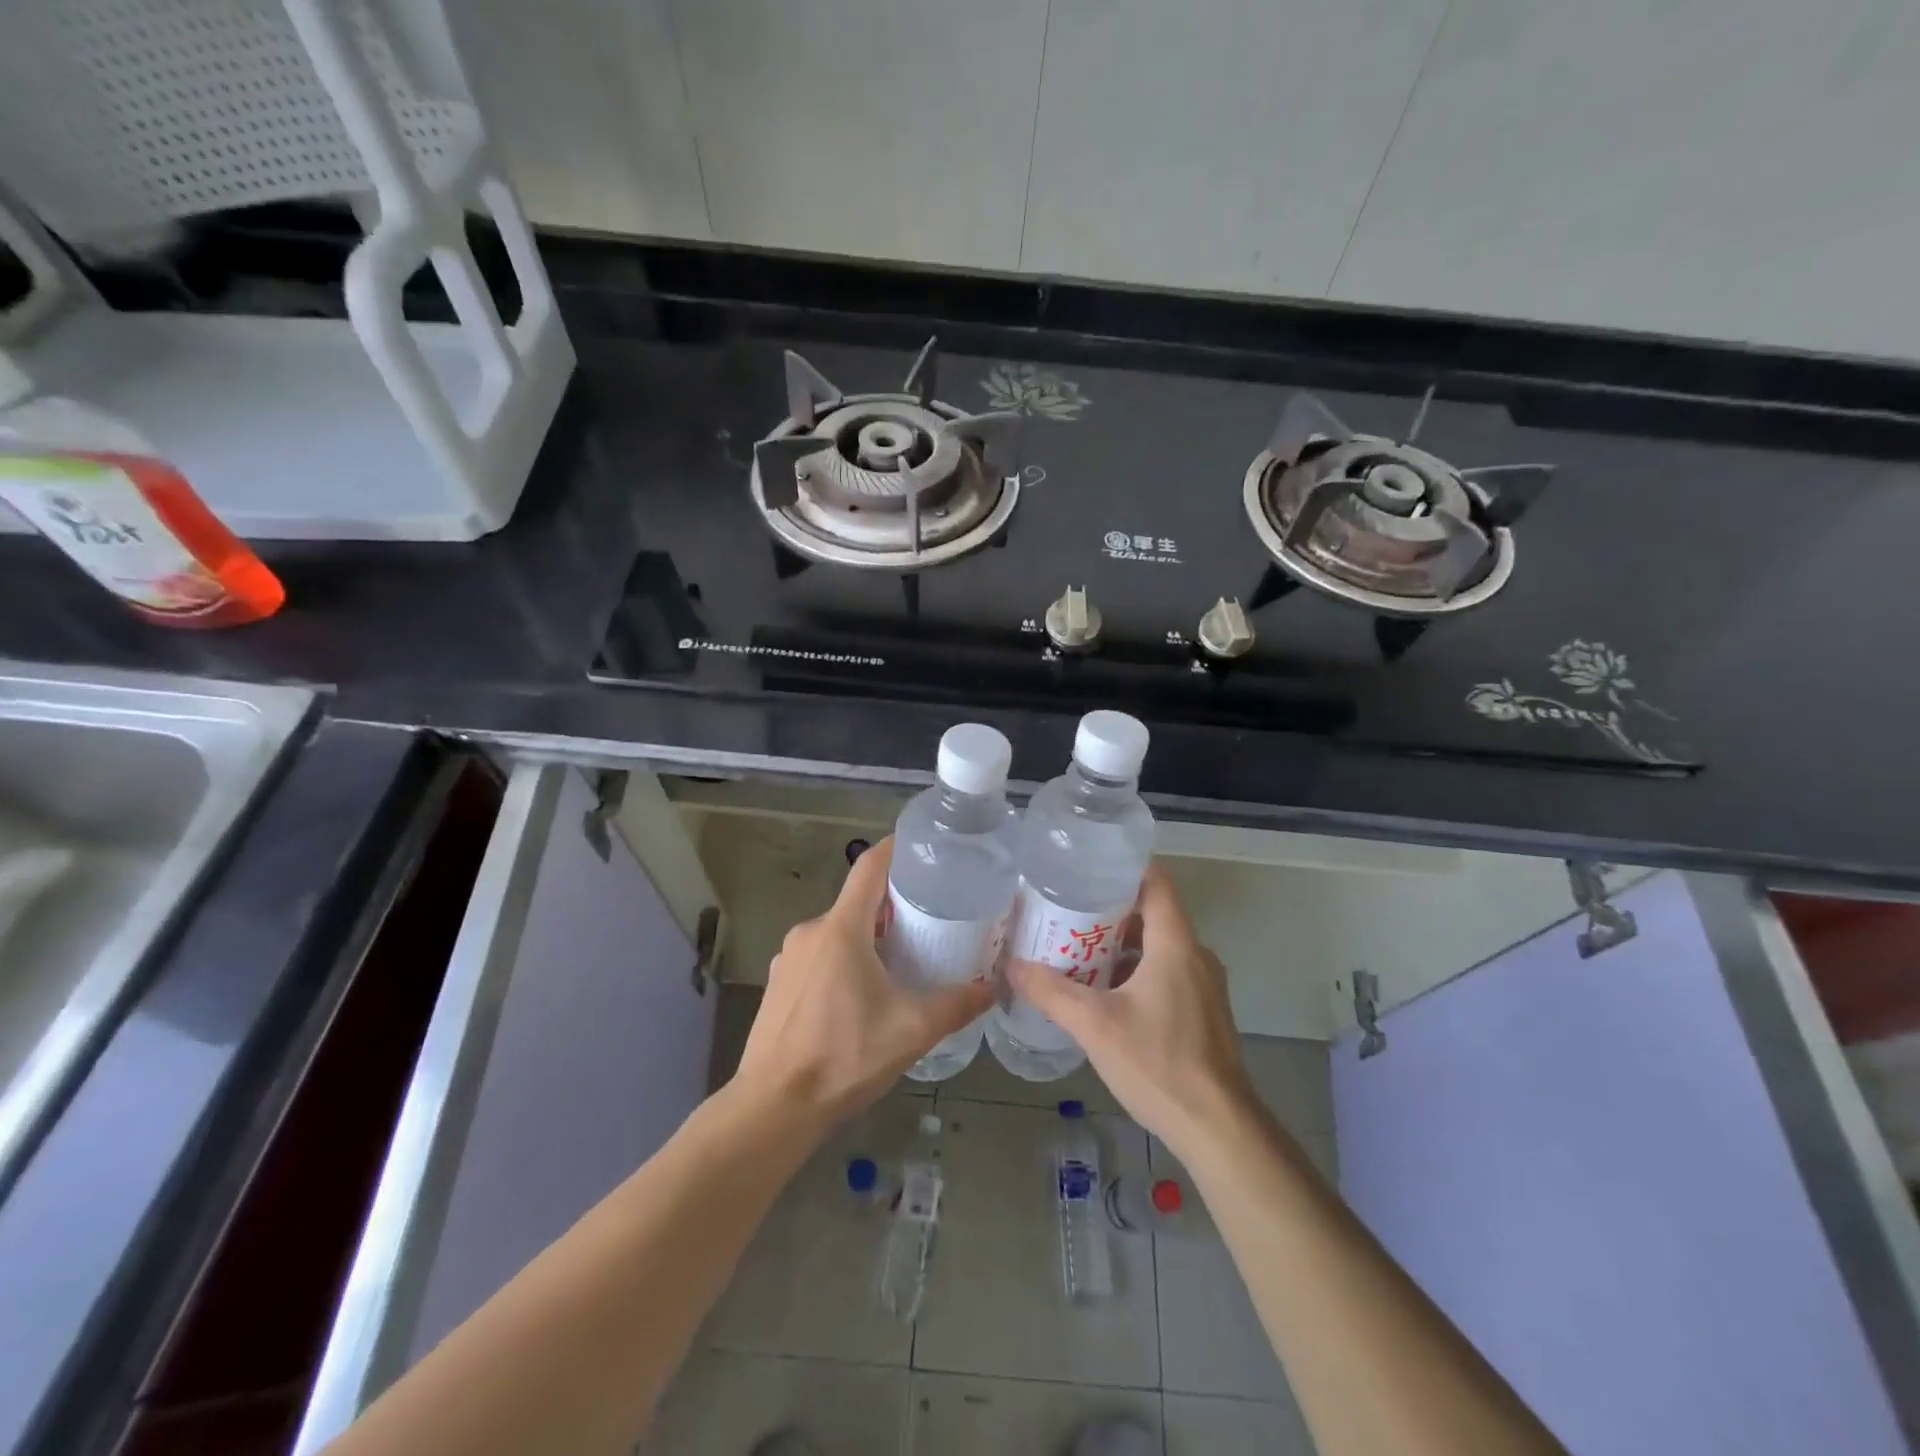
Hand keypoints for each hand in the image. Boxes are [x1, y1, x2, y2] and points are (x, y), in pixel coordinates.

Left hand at [732, 837, 992, 1135]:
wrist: (774, 1108)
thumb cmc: (844, 1056)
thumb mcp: (911, 1030)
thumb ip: (957, 1004)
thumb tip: (993, 987)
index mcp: (841, 928)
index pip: (870, 867)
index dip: (896, 849)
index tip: (924, 847)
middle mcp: (811, 932)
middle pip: (857, 901)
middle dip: (893, 905)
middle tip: (930, 917)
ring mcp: (789, 958)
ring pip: (838, 932)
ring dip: (869, 937)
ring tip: (903, 958)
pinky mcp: (779, 984)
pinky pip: (819, 957)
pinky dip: (845, 960)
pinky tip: (864, 994)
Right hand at [1006, 863, 1254, 1156]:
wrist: (1218, 1129)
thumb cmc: (1158, 1063)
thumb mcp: (1095, 1025)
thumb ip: (1051, 992)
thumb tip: (1011, 966)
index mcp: (1176, 944)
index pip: (1156, 882)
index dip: (1124, 868)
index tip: (1087, 866)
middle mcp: (1196, 956)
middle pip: (1153, 914)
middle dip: (1110, 911)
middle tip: (1066, 911)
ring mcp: (1204, 986)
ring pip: (1159, 947)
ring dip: (1121, 946)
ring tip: (1077, 950)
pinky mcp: (1204, 1013)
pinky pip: (1167, 974)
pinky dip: (1137, 972)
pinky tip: (1105, 994)